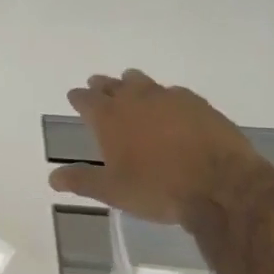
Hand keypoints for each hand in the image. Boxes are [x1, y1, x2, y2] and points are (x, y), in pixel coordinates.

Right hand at [48, 69, 266, 226]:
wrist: (220, 185)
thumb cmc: (157, 189)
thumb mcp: (112, 191)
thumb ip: (81, 180)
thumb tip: (52, 177)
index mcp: (109, 118)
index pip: (86, 99)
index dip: (78, 98)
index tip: (75, 97)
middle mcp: (136, 99)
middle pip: (113, 84)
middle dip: (102, 86)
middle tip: (97, 86)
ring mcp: (169, 98)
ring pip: (143, 82)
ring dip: (133, 84)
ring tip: (130, 86)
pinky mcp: (198, 103)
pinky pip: (174, 92)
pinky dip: (165, 96)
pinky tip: (169, 105)